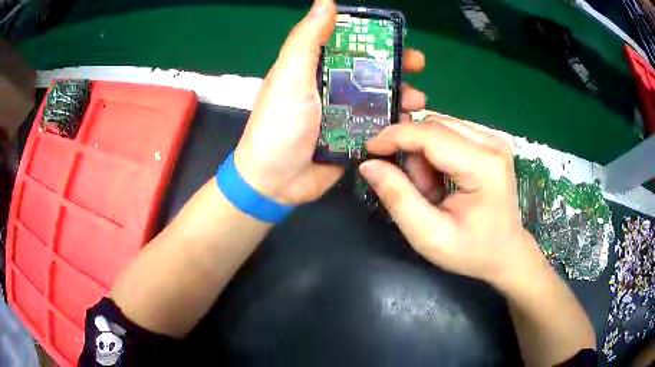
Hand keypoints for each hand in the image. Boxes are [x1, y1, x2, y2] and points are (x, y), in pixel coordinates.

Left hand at [234, 0, 425, 204]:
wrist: (274, 181)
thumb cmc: (279, 125)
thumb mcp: (290, 76)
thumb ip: (307, 39)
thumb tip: (326, 1)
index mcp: (314, 68)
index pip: (349, 44)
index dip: (373, 38)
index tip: (398, 37)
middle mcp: (330, 87)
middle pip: (369, 70)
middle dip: (396, 67)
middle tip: (418, 67)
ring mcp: (343, 114)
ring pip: (379, 97)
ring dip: (401, 95)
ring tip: (418, 101)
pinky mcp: (351, 139)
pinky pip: (379, 126)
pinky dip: (395, 123)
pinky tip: (408, 124)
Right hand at [359, 115, 545, 284]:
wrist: (506, 252)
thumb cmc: (472, 251)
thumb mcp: (429, 236)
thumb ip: (398, 198)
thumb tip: (370, 165)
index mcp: (484, 165)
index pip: (430, 134)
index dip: (394, 136)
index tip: (369, 149)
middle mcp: (492, 142)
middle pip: (433, 127)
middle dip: (413, 155)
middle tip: (417, 191)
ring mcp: (493, 139)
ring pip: (439, 127)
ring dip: (424, 156)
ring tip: (433, 191)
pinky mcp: (489, 141)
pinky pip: (448, 133)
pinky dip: (436, 155)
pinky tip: (443, 180)